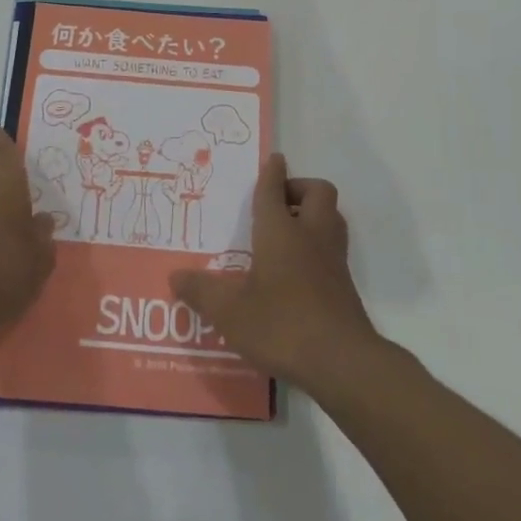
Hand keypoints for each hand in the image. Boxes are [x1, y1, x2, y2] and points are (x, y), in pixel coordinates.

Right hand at [170, 153, 379, 389]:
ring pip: (331, 218)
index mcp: (280, 232)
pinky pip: (333, 248)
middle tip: (278, 203)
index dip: (272, 172)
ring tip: (287, 232)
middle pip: (317, 193)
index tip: (274, 159)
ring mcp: (333, 260)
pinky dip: (318, 246)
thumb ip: (202, 292)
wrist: (342, 361)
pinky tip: (297, 272)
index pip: (274, 190)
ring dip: (313, 215)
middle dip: (299, 188)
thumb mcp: (230, 312)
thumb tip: (175, 276)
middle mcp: (311, 236)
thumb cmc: (282, 324)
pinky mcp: (344, 285)